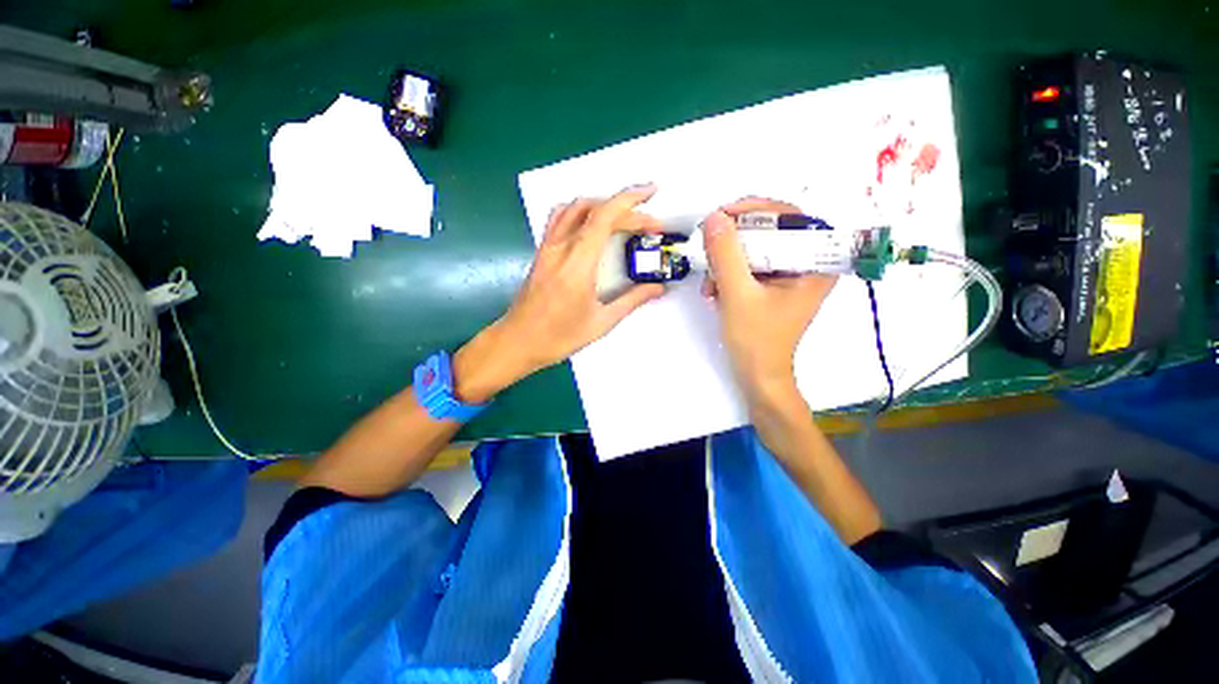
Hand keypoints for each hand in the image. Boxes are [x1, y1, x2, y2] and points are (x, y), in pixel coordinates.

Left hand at [454, 184, 664, 401]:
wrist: (517, 341)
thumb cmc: (559, 336)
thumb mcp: (601, 322)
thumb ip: (631, 300)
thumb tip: (657, 288)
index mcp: (578, 263)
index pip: (604, 216)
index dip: (630, 199)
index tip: (652, 193)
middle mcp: (560, 247)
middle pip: (595, 210)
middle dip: (627, 210)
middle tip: (650, 226)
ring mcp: (548, 247)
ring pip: (575, 207)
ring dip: (603, 205)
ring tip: (624, 219)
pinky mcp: (541, 252)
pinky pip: (561, 218)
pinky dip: (581, 212)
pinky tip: (592, 225)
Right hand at [701, 197, 836, 403]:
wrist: (756, 376)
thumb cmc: (756, 340)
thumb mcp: (738, 294)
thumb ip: (725, 255)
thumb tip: (713, 218)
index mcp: (816, 264)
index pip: (792, 217)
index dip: (757, 210)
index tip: (724, 215)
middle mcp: (807, 265)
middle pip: (771, 232)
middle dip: (735, 243)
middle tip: (710, 248)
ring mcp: (789, 277)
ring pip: (755, 249)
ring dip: (726, 262)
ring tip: (710, 285)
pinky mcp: (772, 287)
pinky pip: (749, 266)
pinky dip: (728, 274)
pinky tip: (714, 292)